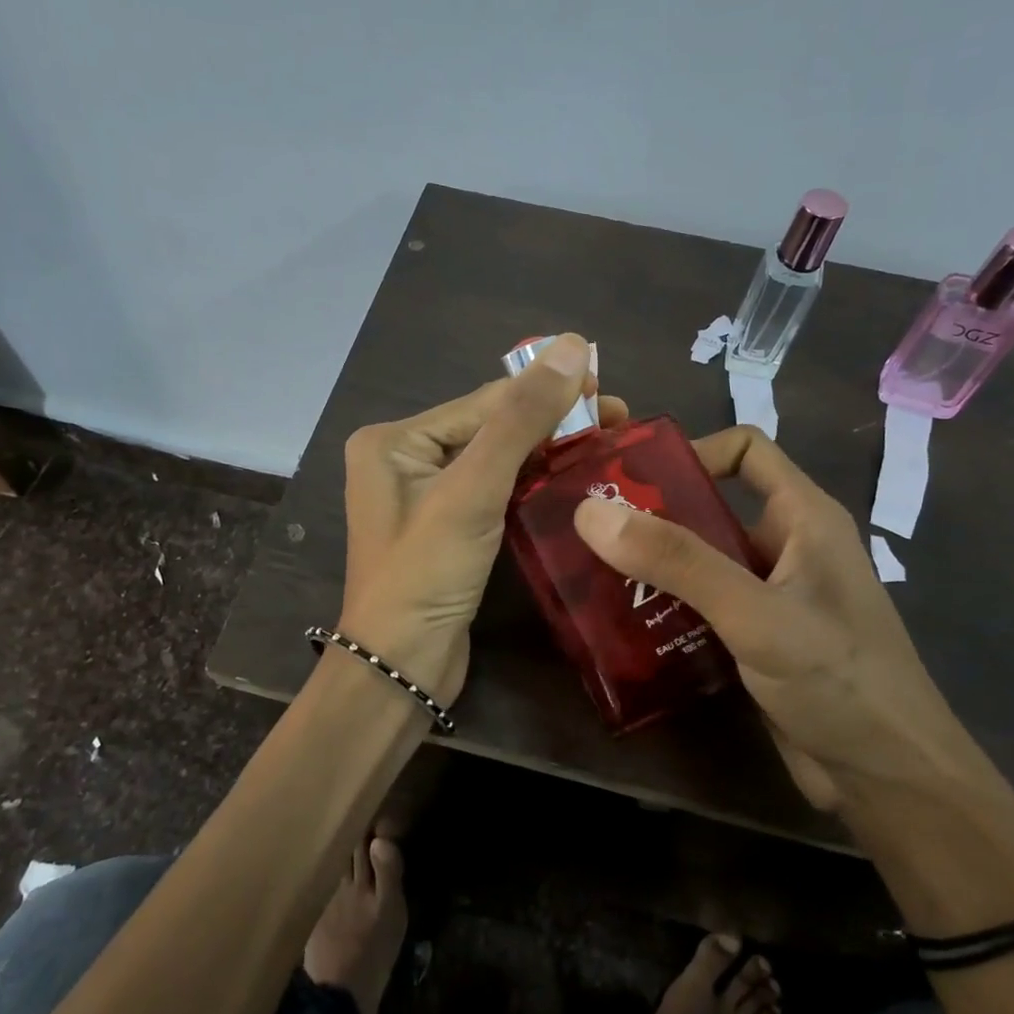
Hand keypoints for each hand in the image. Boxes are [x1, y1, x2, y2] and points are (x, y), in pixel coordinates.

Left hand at [337, 334, 625, 706]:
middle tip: (619, 423)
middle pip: (491, 427)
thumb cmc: (426, 574)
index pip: (485, 402)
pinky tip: (574, 480)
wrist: (400, 669)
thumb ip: (521, 418)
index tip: (612, 391)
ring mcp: (425, 496)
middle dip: (553, 422)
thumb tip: (572, 344)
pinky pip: (495, 492)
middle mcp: (404, 459)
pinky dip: (533, 484)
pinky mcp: (448, 529)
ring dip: (549, 452)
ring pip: (497, 460)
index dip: (550, 392)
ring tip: (608, 447)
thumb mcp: (472, 491)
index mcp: (395, 440)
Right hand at [571, 425, 988, 813]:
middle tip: (589, 531)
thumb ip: (678, 561)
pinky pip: (702, 606)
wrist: (890, 782)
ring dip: (653, 567)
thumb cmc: (838, 681)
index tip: (631, 482)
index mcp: (803, 517)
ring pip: (701, 560)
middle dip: (652, 515)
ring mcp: (772, 596)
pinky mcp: (757, 640)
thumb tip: (590, 513)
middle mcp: (787, 547)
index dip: (690, 452)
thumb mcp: (755, 613)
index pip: (745, 449)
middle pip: (711, 507)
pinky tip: (625, 624)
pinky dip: (665, 607)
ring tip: (593, 576)